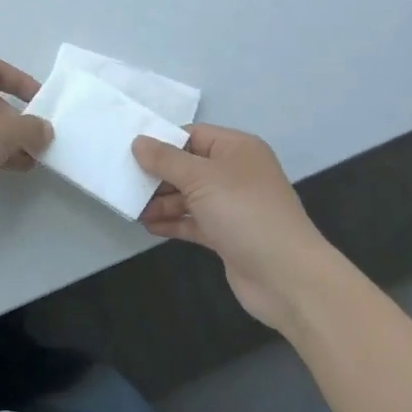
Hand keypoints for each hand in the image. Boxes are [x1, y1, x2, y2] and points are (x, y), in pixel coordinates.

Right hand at [132, 124, 335, 332]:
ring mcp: (232, 205)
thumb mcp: (200, 178)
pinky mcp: (227, 234)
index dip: (162, 142)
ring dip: (161, 202)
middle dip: (158, 175)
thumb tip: (138, 141)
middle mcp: (236, 173)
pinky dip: (173, 222)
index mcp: (236, 149)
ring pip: (189, 196)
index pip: (192, 135)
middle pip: (188, 166)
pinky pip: (194, 221)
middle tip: (125, 183)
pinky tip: (148, 226)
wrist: (286, 276)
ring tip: (132, 209)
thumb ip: (166, 160)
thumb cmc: (244, 213)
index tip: (129, 152)